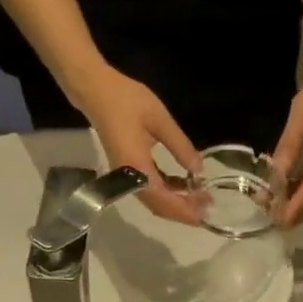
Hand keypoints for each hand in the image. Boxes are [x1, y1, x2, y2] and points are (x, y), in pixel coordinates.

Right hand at [71, 65, 202, 223]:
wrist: (95, 90)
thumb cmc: (125, 100)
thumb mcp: (159, 119)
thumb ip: (180, 146)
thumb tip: (199, 170)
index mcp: (137, 168)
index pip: (164, 200)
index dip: (185, 209)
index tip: (205, 209)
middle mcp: (130, 179)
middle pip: (160, 207)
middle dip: (184, 211)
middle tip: (207, 205)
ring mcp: (127, 178)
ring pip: (155, 202)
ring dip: (176, 204)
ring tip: (199, 198)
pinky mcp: (128, 172)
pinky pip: (150, 191)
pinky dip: (167, 193)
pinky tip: (183, 186)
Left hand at [272, 66, 302, 226]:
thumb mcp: (300, 116)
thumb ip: (289, 146)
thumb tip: (276, 177)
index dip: (298, 206)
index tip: (280, 218)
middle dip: (297, 214)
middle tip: (273, 221)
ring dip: (299, 209)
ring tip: (276, 213)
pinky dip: (302, 199)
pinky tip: (285, 198)